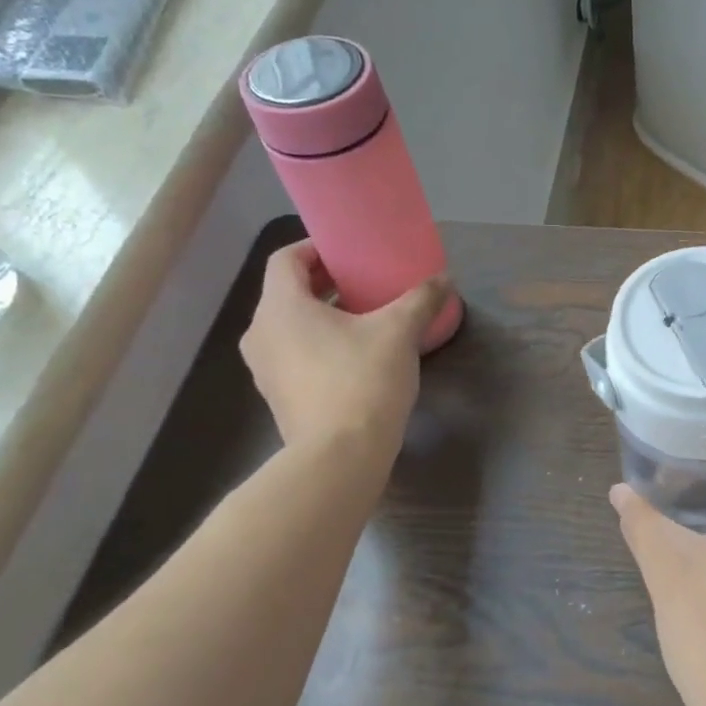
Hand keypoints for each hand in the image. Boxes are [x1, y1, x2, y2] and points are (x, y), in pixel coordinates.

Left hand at [239, 239, 449, 453]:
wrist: (339, 457)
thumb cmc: (362, 380)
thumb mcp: (399, 332)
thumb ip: (420, 299)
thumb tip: (444, 279)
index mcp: (281, 308)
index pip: (286, 259)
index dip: (316, 248)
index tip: (349, 252)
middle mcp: (261, 333)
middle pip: (287, 292)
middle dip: (325, 283)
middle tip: (364, 281)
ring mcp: (265, 369)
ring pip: (290, 326)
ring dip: (322, 316)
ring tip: (363, 318)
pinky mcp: (278, 396)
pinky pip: (295, 354)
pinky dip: (319, 344)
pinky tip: (355, 355)